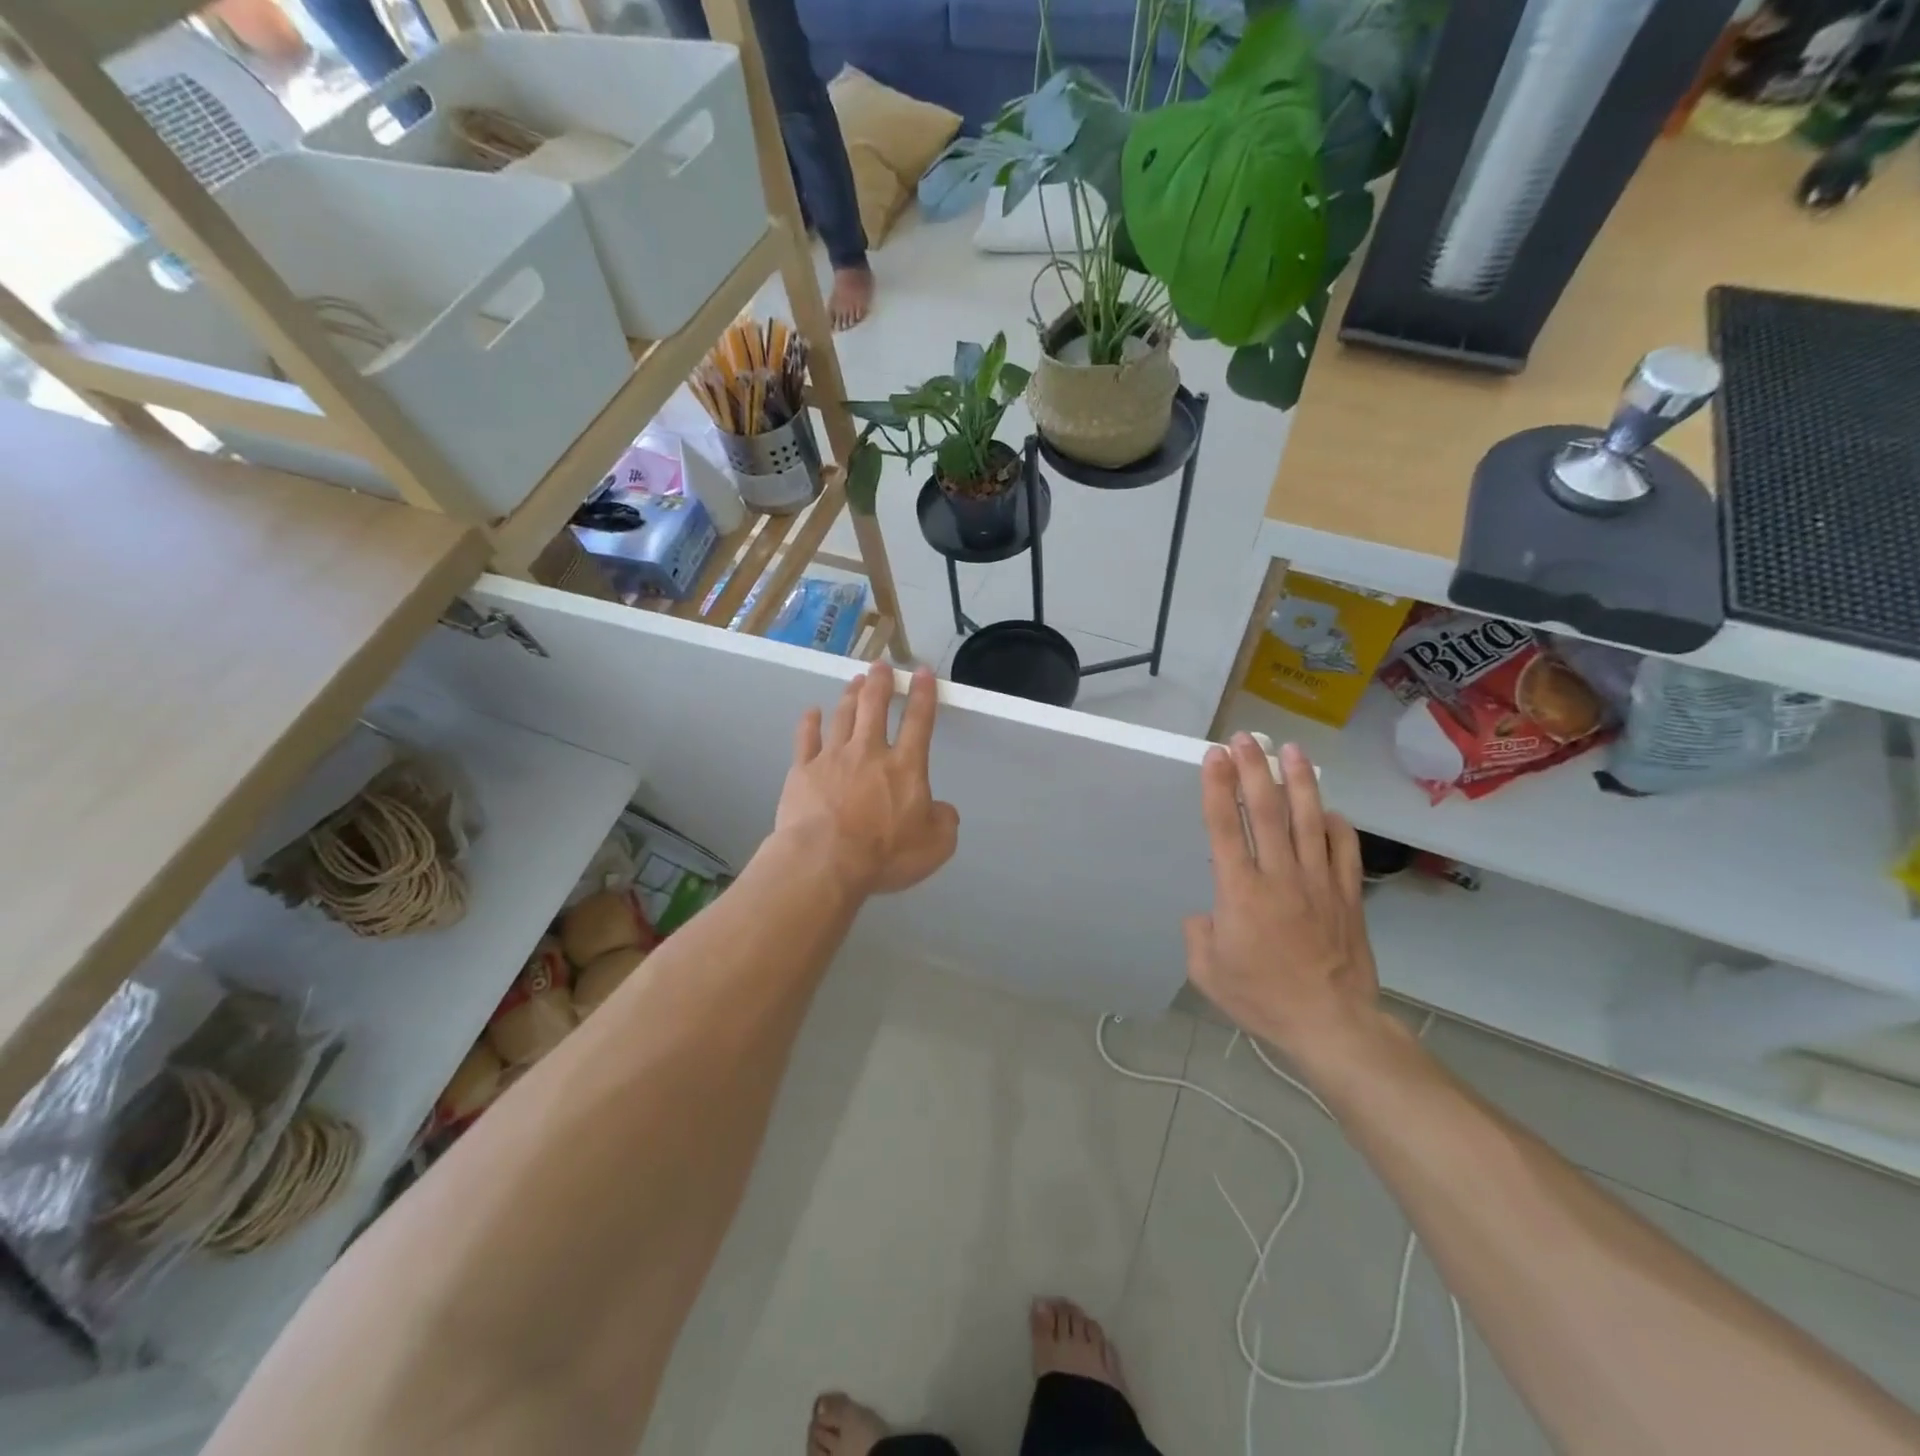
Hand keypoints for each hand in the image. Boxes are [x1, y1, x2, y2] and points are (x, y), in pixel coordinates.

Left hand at [775, 662, 959, 896]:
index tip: (921, 673)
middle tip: (880, 665)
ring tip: (856, 681)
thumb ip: (944, 822)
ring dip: (851, 695)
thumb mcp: (935, 846)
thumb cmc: (884, 855)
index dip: (922, 694)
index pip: (918, 721)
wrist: (825, 861)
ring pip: (843, 716)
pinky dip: (809, 722)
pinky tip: (812, 712)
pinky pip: (806, 738)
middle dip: (880, 682)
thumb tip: (943, 810)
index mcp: (905, 767)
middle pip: (874, 706)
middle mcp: (869, 752)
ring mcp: (832, 758)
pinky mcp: (803, 771)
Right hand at [1184, 736, 1384, 1069]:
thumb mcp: (1207, 972)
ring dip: (1298, 782)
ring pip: (1309, 820)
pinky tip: (1331, 809)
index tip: (1215, 756)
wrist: (1331, 1024)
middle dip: (1253, 770)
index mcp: (1240, 892)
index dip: (1217, 787)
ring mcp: (1319, 882)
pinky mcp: (1348, 896)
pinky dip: (1338, 825)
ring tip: (1291, 750)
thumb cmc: (1262, 998)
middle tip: (1245, 739)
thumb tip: (1206, 914)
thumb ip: (1198, 935)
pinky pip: (1345, 850)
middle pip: (1266, 812)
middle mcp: (1279, 876)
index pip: (1225, 827)